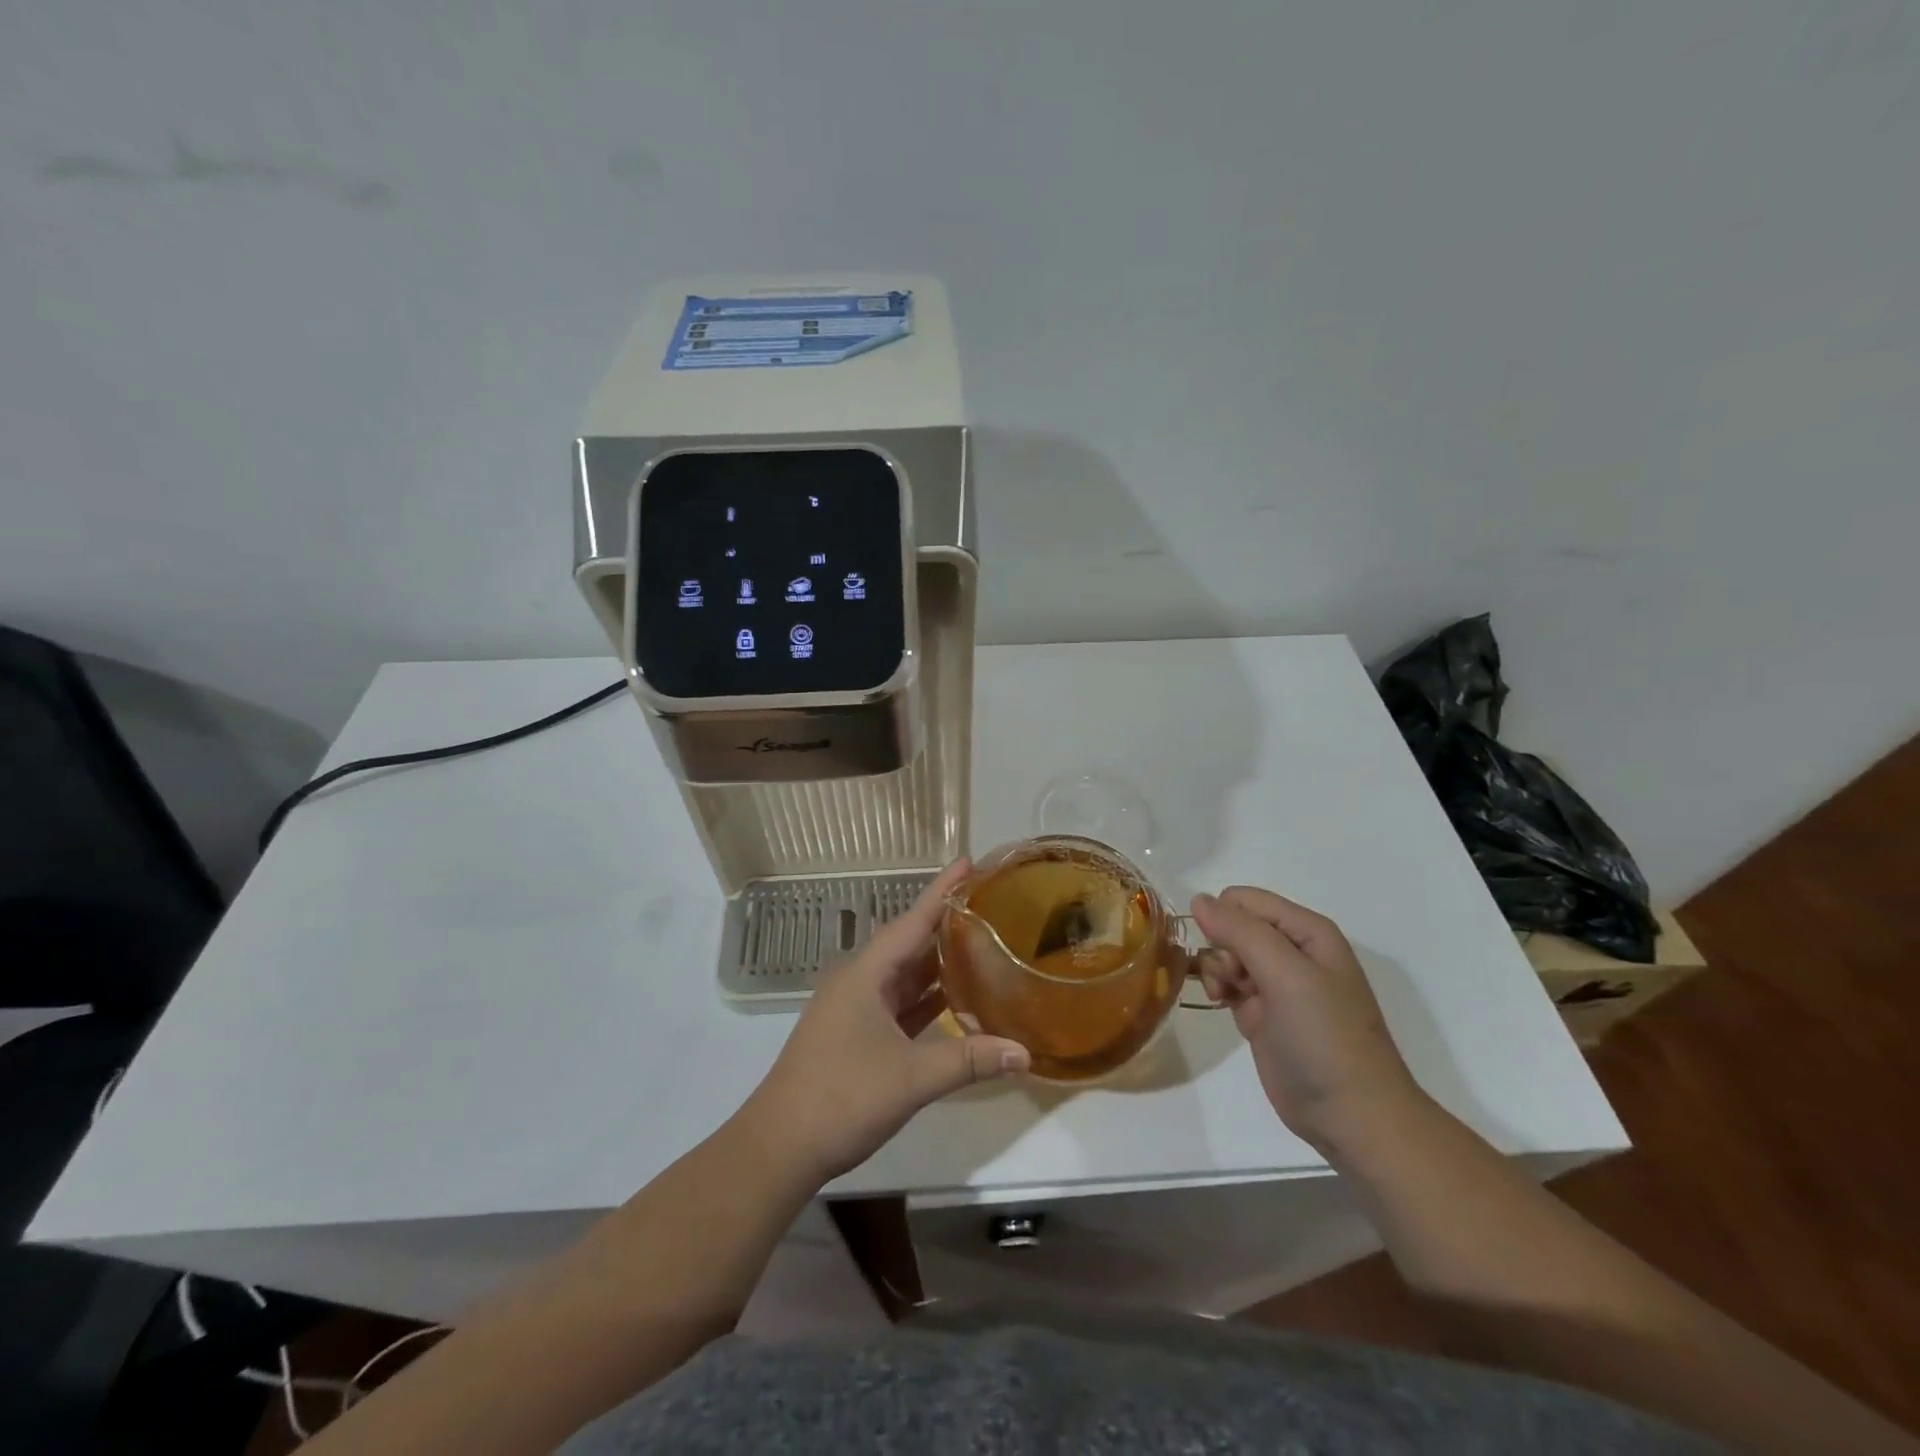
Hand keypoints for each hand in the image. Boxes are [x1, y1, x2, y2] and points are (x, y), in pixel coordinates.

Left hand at [742, 861, 1029, 1182]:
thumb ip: (969, 1060)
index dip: (942, 890)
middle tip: (989, 904)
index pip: (912, 920)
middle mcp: (859, 980)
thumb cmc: (842, 1097)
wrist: (780, 1146)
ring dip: (938, 962)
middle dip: (946, 923)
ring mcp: (855, 1008)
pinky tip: (955, 999)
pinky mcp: (856, 1034)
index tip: (968, 861)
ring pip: (904, 975)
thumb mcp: (912, 1077)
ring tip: (981, 943)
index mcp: (866, 973)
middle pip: (910, 942)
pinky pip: (899, 1003)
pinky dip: (927, 998)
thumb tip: (1025, 1053)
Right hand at [1190, 886, 1426, 1156]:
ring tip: (1225, 997)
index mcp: (1307, 931)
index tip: (1226, 955)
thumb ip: (1241, 931)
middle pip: (1232, 925)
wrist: (1351, 1115)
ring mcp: (1276, 982)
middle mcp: (1291, 950)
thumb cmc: (1325, 1037)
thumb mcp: (1287, 975)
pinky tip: (1222, 1005)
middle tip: (1232, 981)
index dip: (1224, 920)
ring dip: (1216, 970)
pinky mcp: (1261, 1011)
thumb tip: (1197, 899)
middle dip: (1221, 948)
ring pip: (1224, 952)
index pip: (1244, 900)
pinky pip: (1227, 981)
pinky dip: (1218, 988)